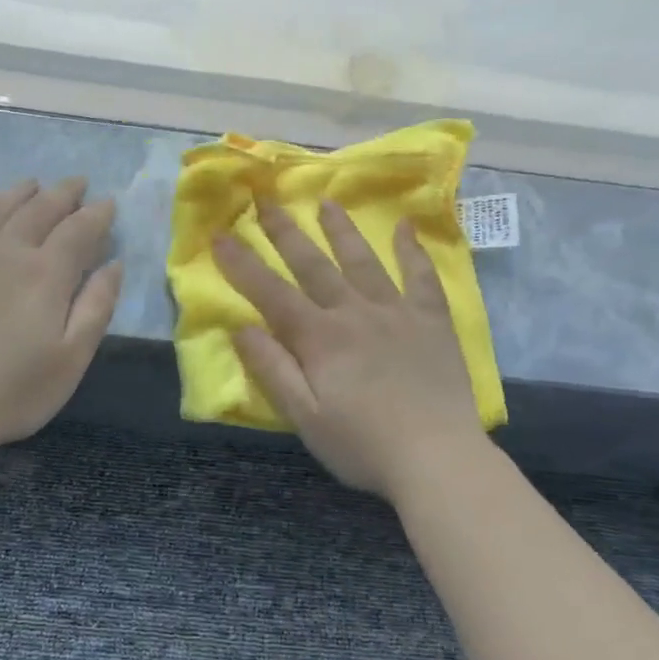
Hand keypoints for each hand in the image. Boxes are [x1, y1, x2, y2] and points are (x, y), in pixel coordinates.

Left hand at [0, 178, 122, 453]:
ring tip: (36, 186)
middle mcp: (6, 248)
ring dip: (23, 191)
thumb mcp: (71, 359)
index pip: (79, 228)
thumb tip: (114, 264)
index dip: (98, 214)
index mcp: (46, 273)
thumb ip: (97, 306)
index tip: (110, 204)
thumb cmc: (12, 390)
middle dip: (65, 193)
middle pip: (40, 207)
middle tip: (79, 184)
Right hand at [212, 197, 486, 501]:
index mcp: (320, 338)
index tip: (220, 236)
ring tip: (326, 202)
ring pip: (364, 261)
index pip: (271, 293)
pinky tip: (406, 227)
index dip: (242, 265)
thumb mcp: (304, 417)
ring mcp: (397, 313)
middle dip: (286, 232)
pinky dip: (413, 250)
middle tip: (266, 200)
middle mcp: (355, 313)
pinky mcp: (433, 321)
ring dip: (342, 230)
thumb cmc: (362, 445)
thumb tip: (240, 327)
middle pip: (314, 265)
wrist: (438, 459)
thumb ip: (272, 370)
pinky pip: (421, 277)